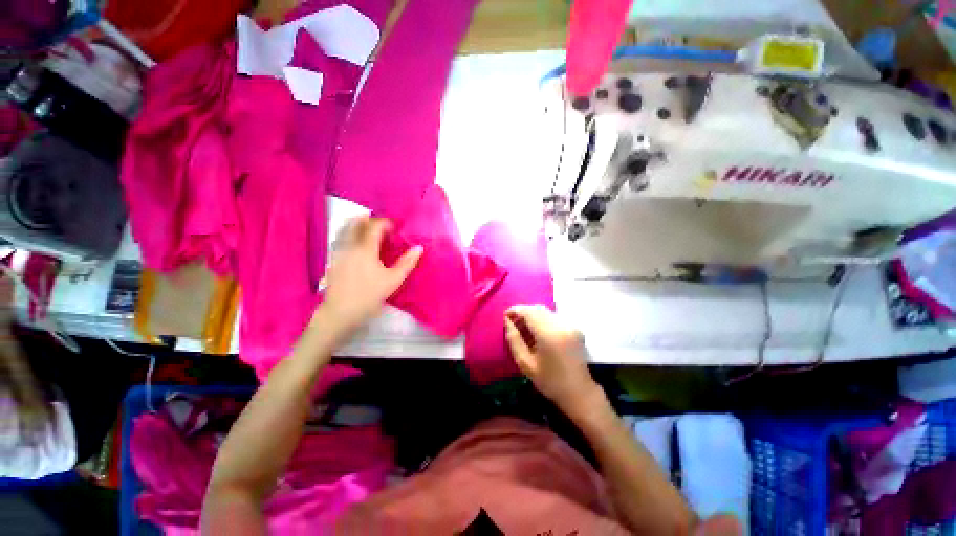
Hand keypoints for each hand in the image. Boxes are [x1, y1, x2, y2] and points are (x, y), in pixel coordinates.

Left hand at [318, 217, 421, 341]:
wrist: (340, 312)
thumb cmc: (369, 295)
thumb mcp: (393, 280)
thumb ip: (407, 263)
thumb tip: (419, 248)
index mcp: (365, 248)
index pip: (375, 225)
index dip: (386, 222)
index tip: (396, 228)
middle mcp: (349, 245)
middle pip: (357, 222)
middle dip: (370, 220)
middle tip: (383, 227)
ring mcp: (338, 251)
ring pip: (345, 229)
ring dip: (358, 225)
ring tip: (370, 232)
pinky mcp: (333, 259)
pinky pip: (340, 238)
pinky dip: (350, 234)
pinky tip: (357, 244)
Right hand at [504, 305, 599, 415]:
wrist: (579, 392)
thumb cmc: (549, 381)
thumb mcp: (525, 363)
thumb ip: (514, 339)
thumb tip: (507, 320)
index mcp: (549, 334)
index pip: (529, 311)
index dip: (515, 310)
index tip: (505, 316)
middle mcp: (561, 325)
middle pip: (537, 308)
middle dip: (523, 311)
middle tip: (513, 323)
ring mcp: (570, 325)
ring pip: (545, 311)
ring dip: (532, 315)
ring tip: (524, 328)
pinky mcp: (575, 327)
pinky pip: (553, 316)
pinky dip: (542, 319)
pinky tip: (538, 332)